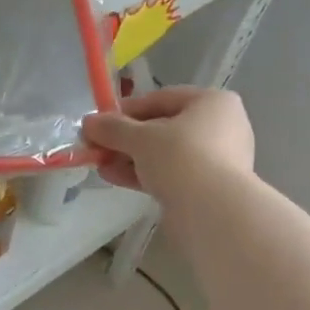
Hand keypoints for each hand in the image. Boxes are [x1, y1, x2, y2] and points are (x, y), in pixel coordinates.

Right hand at [81, 87, 254, 198]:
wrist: (213, 211)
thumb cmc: (181, 158)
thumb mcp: (141, 138)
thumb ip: (113, 128)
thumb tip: (88, 122)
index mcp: (212, 102)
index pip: (161, 98)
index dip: (127, 110)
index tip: (100, 122)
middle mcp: (220, 126)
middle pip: (163, 128)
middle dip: (126, 139)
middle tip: (97, 147)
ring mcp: (216, 159)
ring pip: (165, 154)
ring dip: (130, 159)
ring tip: (101, 166)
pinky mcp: (208, 187)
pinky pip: (171, 174)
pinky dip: (144, 175)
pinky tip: (115, 178)